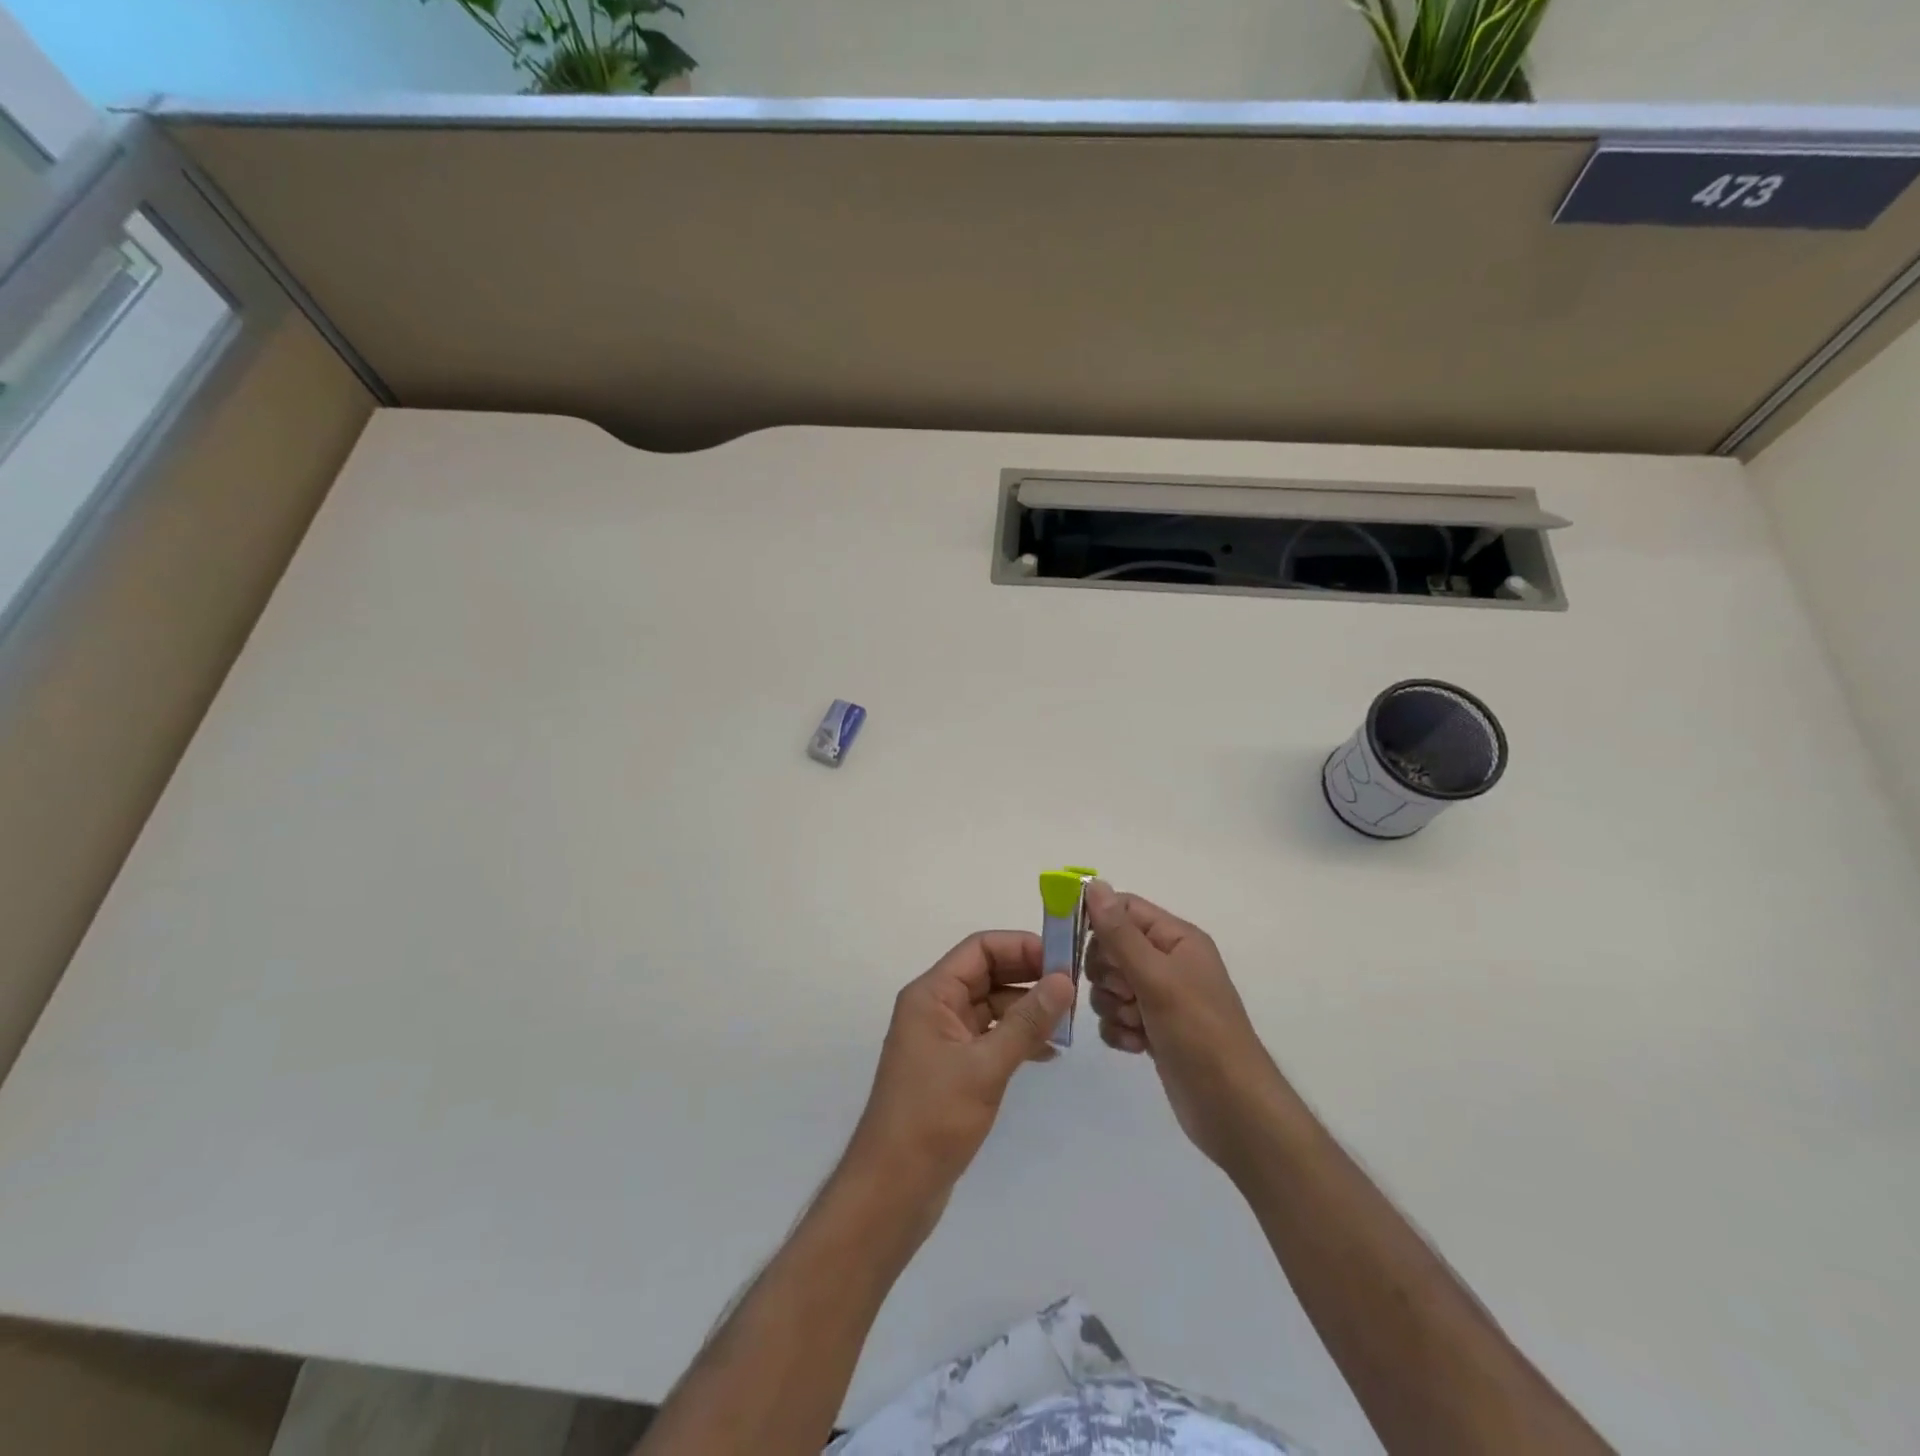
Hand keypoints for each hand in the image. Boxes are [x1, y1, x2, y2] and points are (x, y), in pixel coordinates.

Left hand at [844, 932, 1072, 1211]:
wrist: (892, 1189)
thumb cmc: (933, 1119)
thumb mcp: (985, 1066)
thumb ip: (1026, 1022)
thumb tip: (1064, 980)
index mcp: (931, 995)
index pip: (980, 948)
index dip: (1021, 947)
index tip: (1063, 960)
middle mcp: (935, 1008)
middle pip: (987, 973)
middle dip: (1029, 977)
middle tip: (1073, 991)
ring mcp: (943, 1038)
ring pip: (991, 1005)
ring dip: (1027, 1010)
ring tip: (1067, 1024)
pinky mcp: (953, 1067)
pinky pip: (989, 1036)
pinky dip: (1017, 1039)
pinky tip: (1048, 1053)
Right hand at [1084, 881, 1286, 1173]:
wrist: (1232, 1109)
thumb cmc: (1199, 1033)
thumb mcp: (1156, 977)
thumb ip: (1119, 933)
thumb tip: (1093, 884)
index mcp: (1176, 938)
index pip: (1124, 909)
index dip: (1097, 923)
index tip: (1075, 945)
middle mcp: (1168, 962)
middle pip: (1110, 948)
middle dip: (1106, 974)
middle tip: (1126, 993)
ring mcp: (1160, 998)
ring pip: (1109, 986)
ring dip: (1112, 1006)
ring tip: (1136, 1025)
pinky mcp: (1153, 1029)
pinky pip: (1116, 1016)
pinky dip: (1119, 1030)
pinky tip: (1137, 1046)